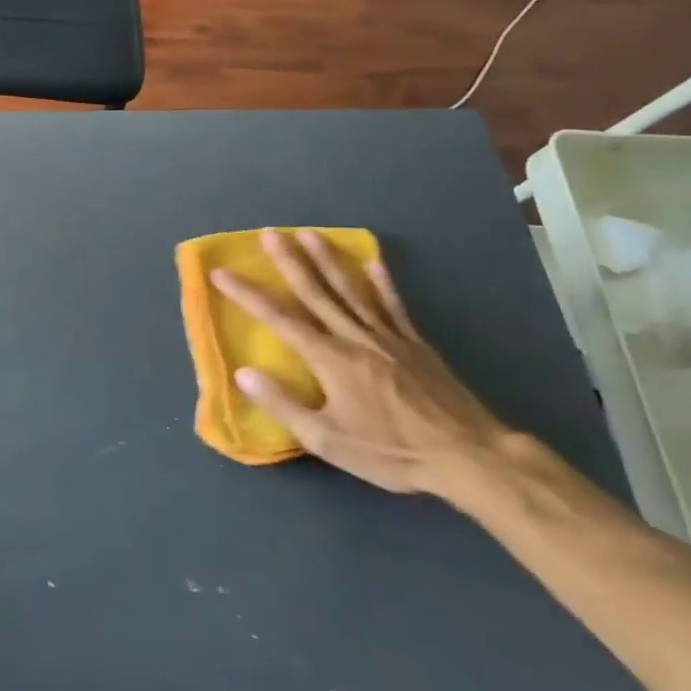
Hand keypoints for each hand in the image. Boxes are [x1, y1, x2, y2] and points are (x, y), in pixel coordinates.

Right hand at [210, 230, 508, 495]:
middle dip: (289, 260)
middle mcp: (355, 337)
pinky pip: (393, 306)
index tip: (220, 272)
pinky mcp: (415, 345)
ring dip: (328, 259)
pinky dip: (382, 282)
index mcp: (330, 359)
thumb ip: (283, 404)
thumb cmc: (392, 452)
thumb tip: (243, 372)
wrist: (470, 458)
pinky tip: (373, 263)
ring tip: (309, 234)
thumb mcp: (328, 440)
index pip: (279, 319)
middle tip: (269, 233)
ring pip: (351, 290)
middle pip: (316, 291)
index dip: (247, 294)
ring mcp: (388, 337)